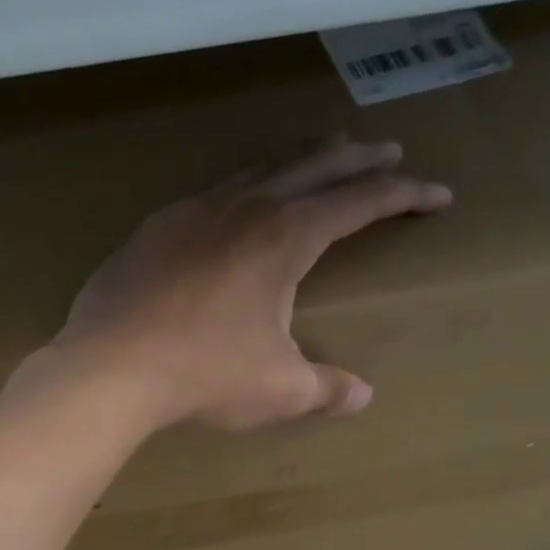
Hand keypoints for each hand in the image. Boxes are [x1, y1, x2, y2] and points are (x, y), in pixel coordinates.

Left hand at [25, 138, 450, 430]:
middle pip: (314, 166)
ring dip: (299, 161)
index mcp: (286, 238)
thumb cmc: (203, 376)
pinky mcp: (155, 229)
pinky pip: (211, 193)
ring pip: (260, 168)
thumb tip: (362, 396)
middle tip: (388, 153)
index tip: (437, 195)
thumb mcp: (278, 390)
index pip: (360, 203)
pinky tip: (233, 204)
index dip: (404, 196)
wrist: (112, 367)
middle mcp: (245, 208)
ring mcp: (194, 211)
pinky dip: (241, 187)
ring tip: (319, 158)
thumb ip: (325, 389)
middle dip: (359, 160)